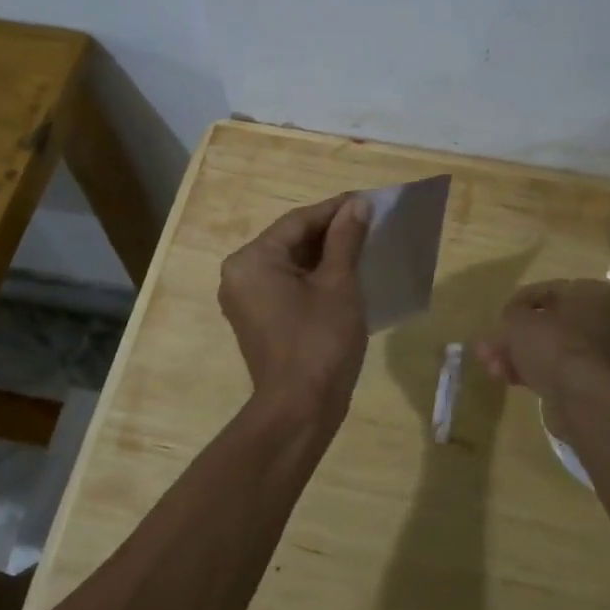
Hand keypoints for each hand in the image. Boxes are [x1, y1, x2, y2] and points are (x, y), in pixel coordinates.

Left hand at [219, 192, 371, 407]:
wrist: (300, 410)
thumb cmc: (320, 341)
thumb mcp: (338, 284)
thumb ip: (345, 239)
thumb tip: (357, 205)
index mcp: (252, 260)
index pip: (298, 221)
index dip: (335, 209)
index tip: (368, 199)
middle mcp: (240, 274)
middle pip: (291, 240)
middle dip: (331, 231)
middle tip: (369, 221)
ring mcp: (246, 298)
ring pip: (290, 262)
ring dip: (325, 253)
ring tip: (363, 243)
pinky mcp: (258, 318)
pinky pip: (287, 284)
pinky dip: (314, 276)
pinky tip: (345, 272)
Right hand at [473, 279, 609, 413]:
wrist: (581, 398)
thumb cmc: (553, 344)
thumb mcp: (518, 320)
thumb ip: (511, 314)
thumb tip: (510, 320)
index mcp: (593, 293)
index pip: (548, 290)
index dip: (518, 303)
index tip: (499, 317)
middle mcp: (605, 319)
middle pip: (550, 323)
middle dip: (517, 336)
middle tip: (490, 347)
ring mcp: (602, 353)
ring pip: (552, 348)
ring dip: (521, 356)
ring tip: (493, 368)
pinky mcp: (595, 381)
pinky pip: (559, 369)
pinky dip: (535, 372)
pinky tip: (509, 379)